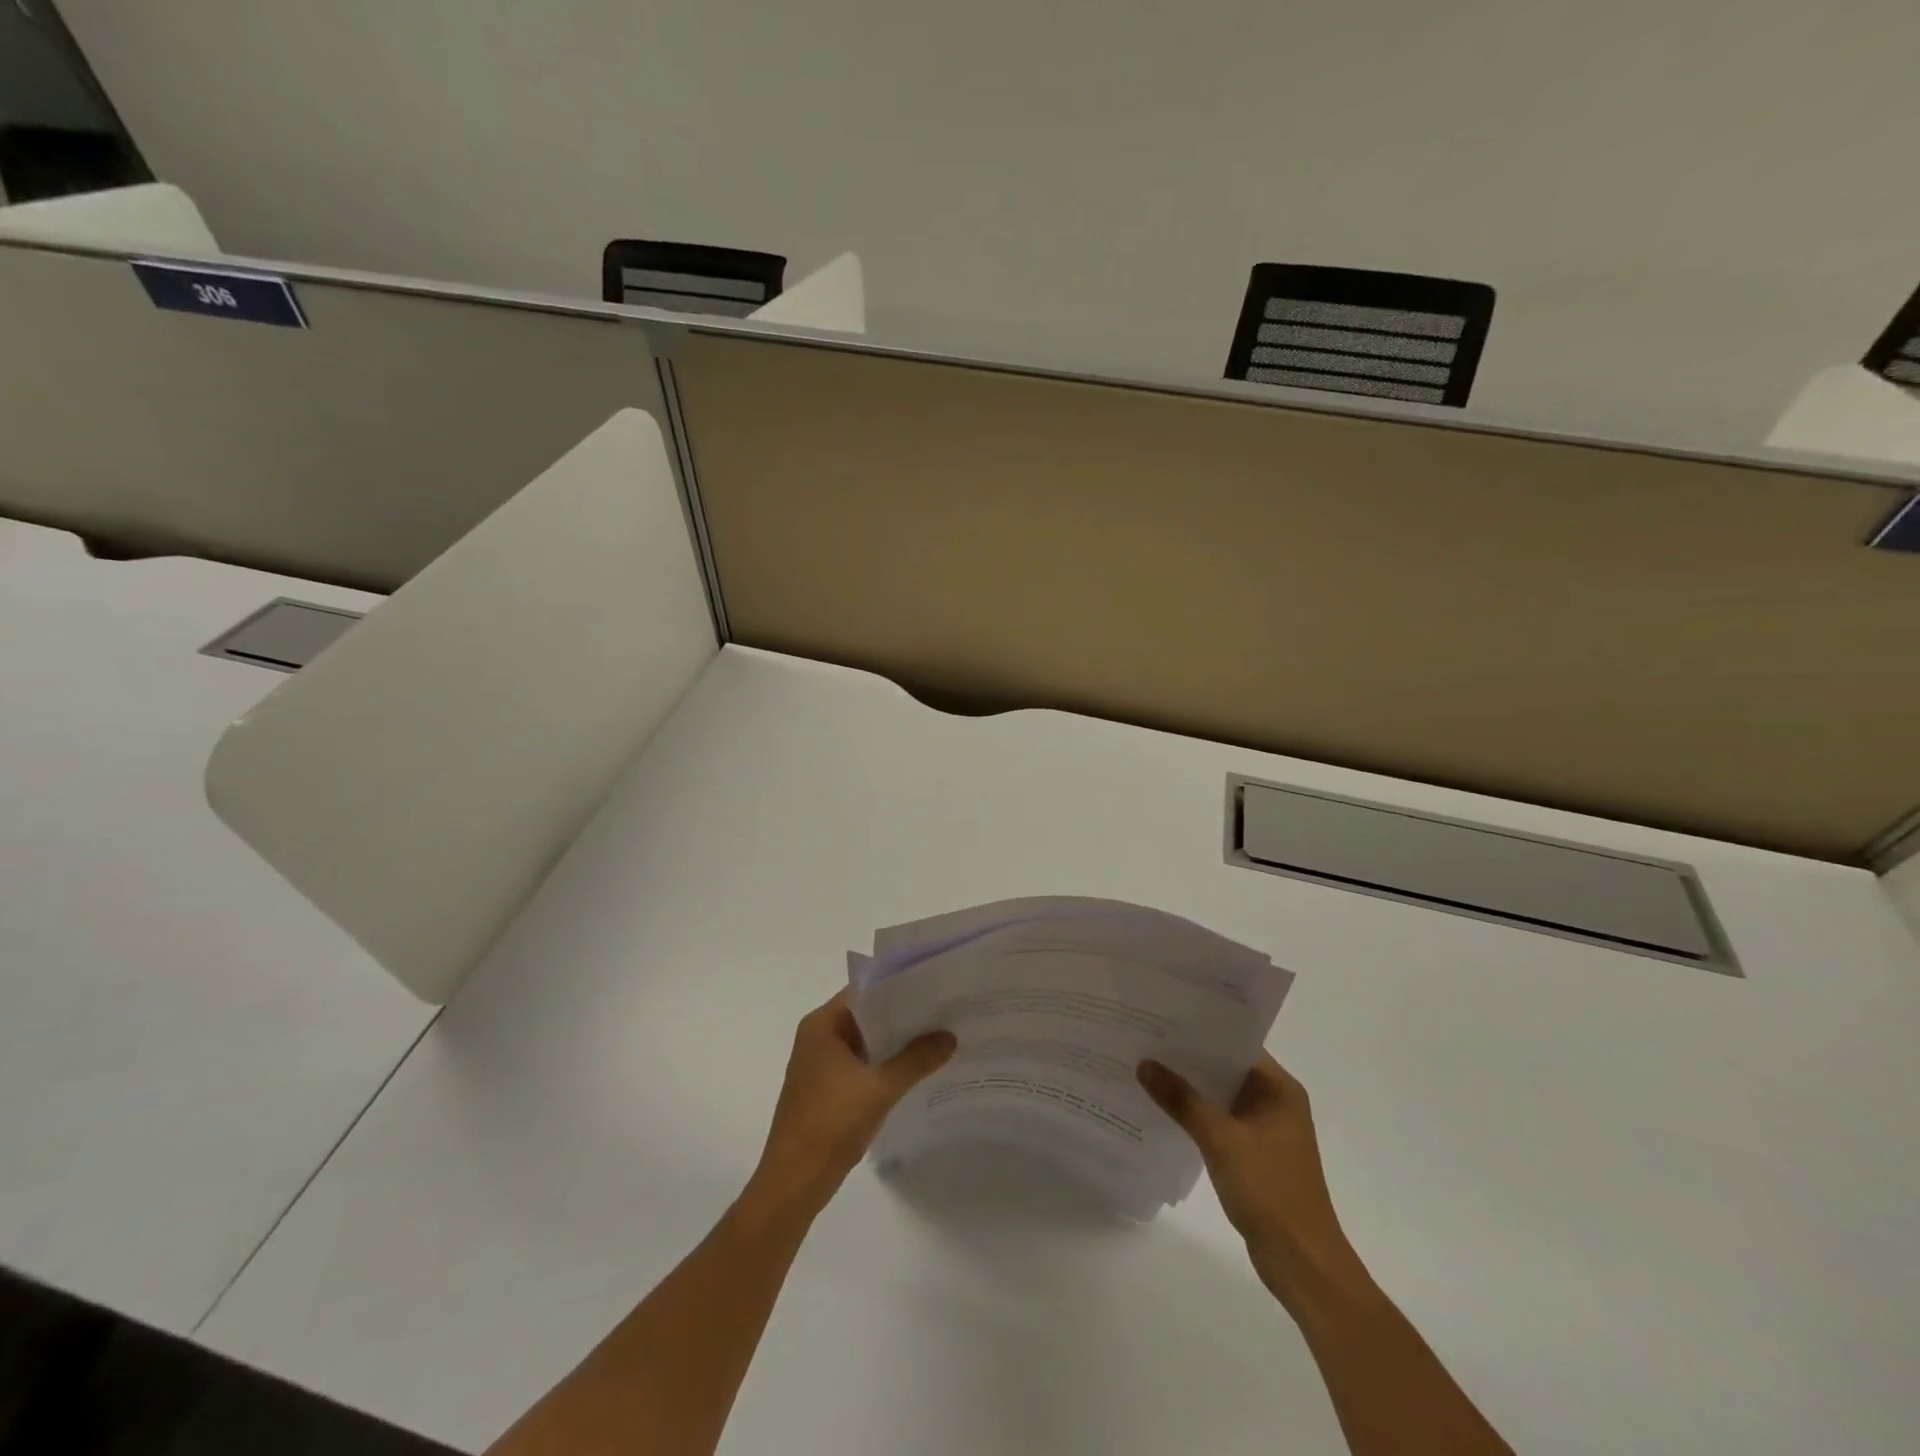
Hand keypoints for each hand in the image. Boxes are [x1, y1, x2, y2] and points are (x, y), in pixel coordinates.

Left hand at [748, 989, 955, 1218]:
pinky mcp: (825, 1088)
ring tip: (936, 1036)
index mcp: (822, 1025)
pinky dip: (884, 1064)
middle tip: (943, 1011)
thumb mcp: (880, 1088)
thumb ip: (916, 1059)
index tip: (933, 986)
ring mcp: (820, 1064)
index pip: (864, 991)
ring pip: (864, 1041)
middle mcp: (818, 1037)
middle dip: (902, 1016)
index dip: (898, 987)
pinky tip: (915, 1069)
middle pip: (866, 1015)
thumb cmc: (831, 1123)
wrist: (793, 1183)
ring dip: (894, 1042)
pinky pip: (860, 1064)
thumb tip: (949, 1037)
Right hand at [1138, 1053, 1361, 1309]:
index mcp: (1279, 1089)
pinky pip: (1220, 1120)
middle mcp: (1275, 1102)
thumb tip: (1144, 1063)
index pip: (1236, 1044)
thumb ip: (1182, 1100)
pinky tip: (1164, 1109)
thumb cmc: (1269, 1191)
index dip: (1201, 1030)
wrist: (1302, 1263)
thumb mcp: (1220, 1140)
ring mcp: (1266, 1129)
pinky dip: (1196, 1114)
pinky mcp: (1255, 1153)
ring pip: (1220, 1095)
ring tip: (1147, 1068)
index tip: (1163, 1016)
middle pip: (1226, 1068)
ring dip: (1190, 1087)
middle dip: (1189, 1058)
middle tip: (1145, 1038)